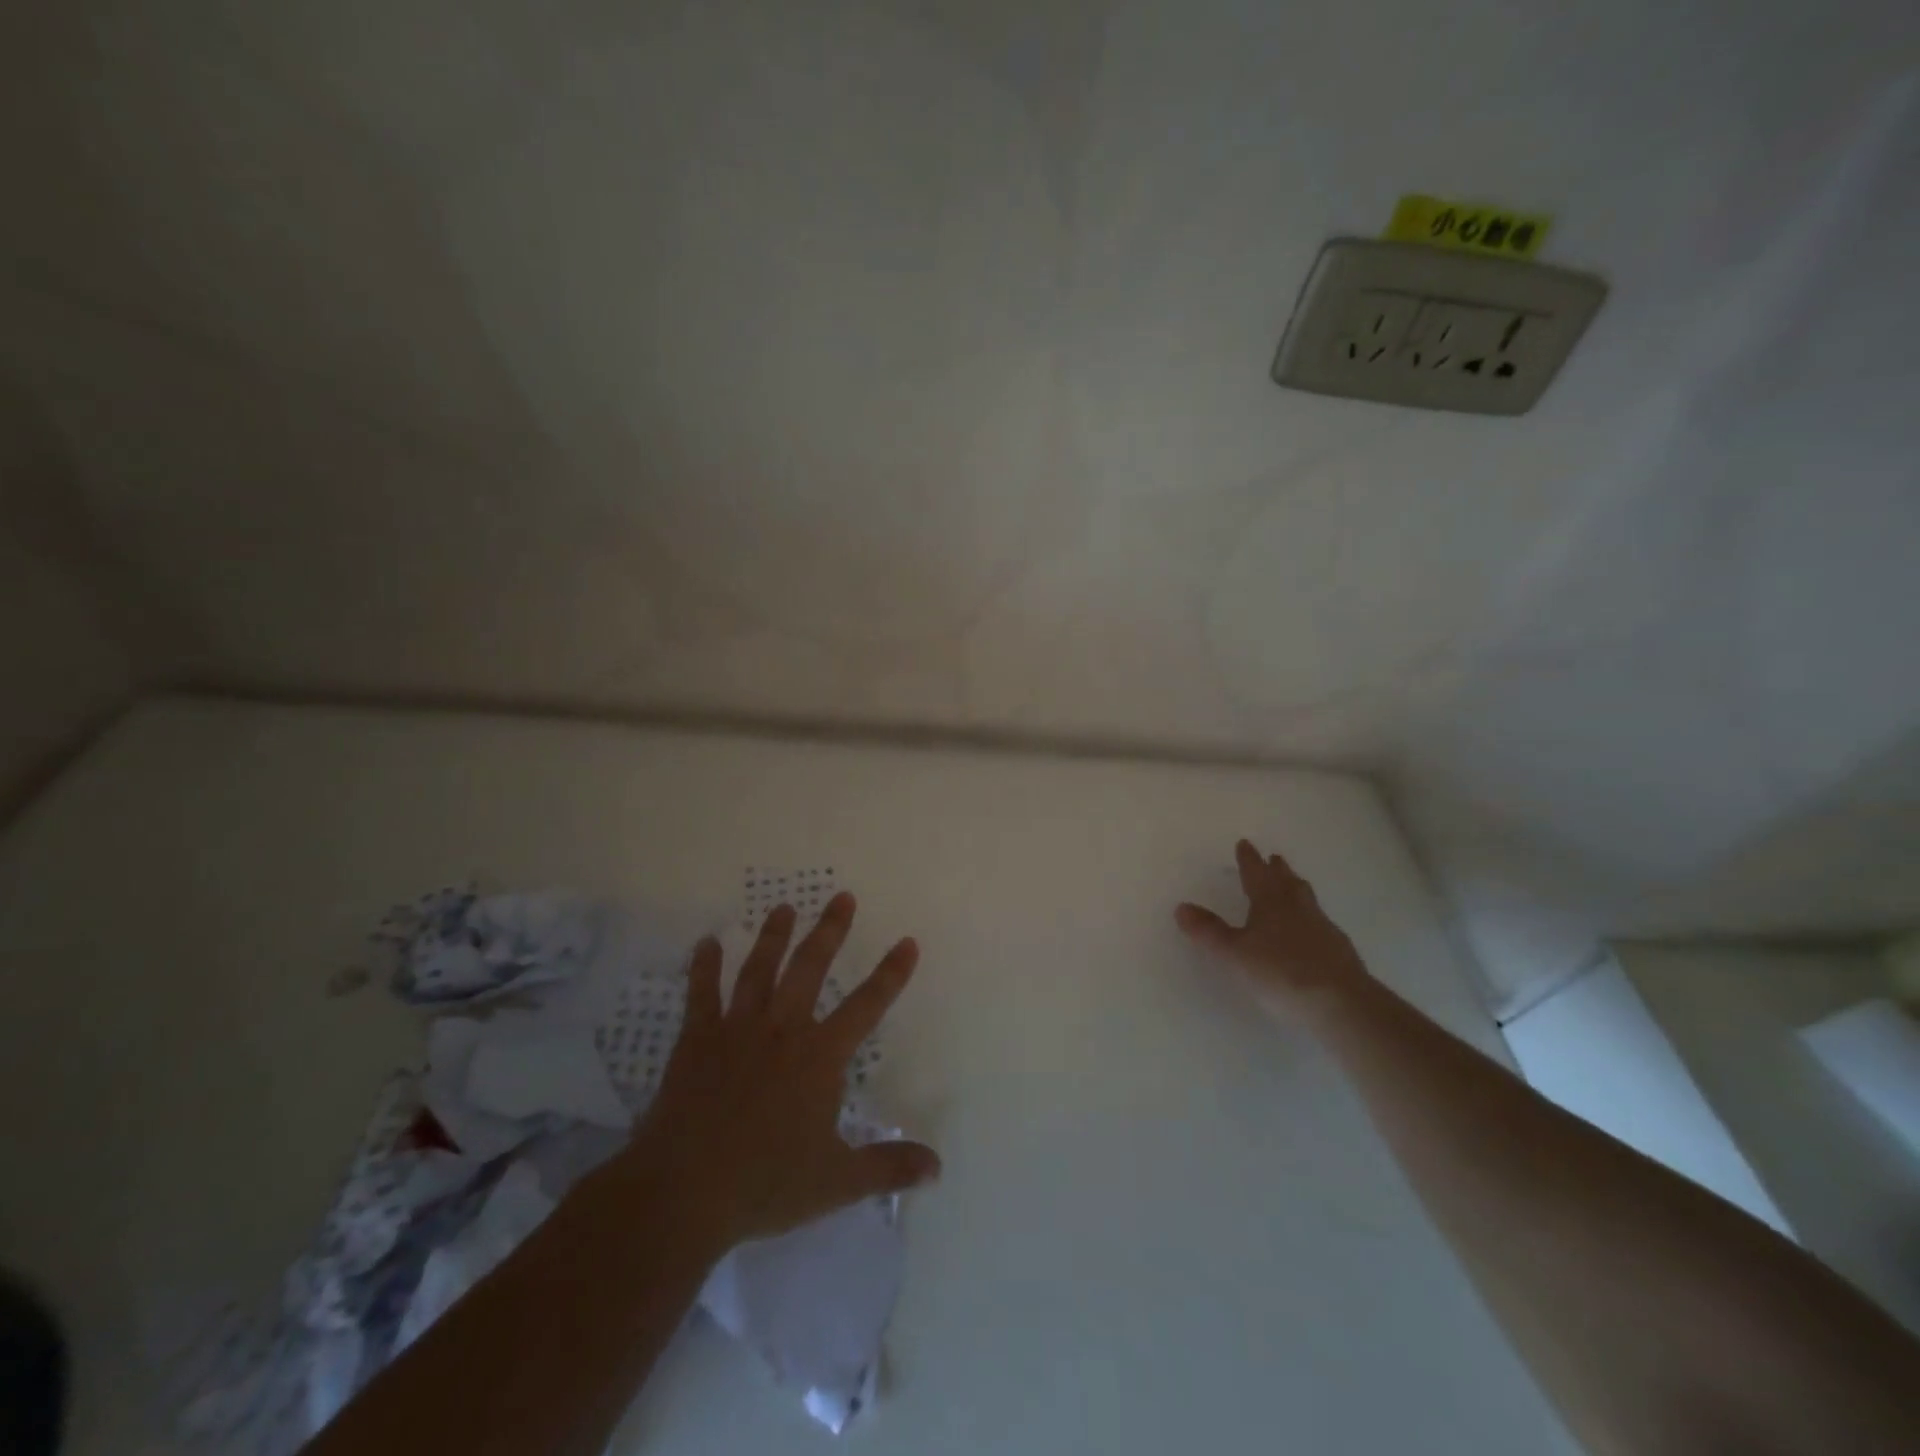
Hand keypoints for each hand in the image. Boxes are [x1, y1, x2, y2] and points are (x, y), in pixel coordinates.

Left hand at [621, 893, 939, 1252]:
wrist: (684, 1191)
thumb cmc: (765, 1183)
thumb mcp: (837, 1182)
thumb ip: (888, 1167)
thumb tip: (938, 1165)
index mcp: (820, 1057)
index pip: (867, 1006)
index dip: (891, 974)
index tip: (907, 942)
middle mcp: (783, 1030)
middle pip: (810, 968)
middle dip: (830, 930)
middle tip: (842, 897)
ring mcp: (737, 1030)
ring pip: (759, 970)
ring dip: (774, 936)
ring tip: (784, 907)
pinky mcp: (697, 1040)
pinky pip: (702, 994)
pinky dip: (704, 967)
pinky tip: (706, 942)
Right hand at [1176, 839, 1368, 1015]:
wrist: (1343, 1005)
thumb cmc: (1281, 972)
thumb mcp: (1235, 954)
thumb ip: (1209, 932)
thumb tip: (1182, 907)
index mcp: (1271, 902)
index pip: (1256, 873)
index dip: (1249, 859)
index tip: (1245, 844)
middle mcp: (1298, 908)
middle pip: (1286, 881)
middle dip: (1277, 870)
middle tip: (1273, 859)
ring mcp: (1323, 928)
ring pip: (1306, 899)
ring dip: (1296, 889)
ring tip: (1292, 886)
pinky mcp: (1339, 951)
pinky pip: (1320, 923)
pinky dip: (1309, 918)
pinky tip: (1309, 931)